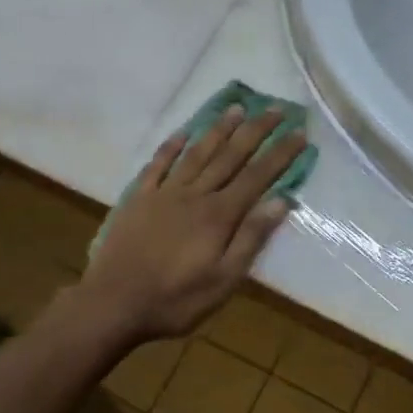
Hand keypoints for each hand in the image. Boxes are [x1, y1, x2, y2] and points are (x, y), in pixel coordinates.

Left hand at [78, 106, 304, 342]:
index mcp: (218, 215)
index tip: (299, 133)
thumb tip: (281, 201)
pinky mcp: (138, 200)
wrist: (112, 304)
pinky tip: (183, 133)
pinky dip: (171, 147)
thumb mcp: (224, 280)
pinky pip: (157, 165)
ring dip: (218, 129)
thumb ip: (251, 238)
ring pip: (197, 153)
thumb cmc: (175, 299)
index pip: (257, 177)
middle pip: (230, 156)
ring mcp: (164, 194)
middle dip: (255, 131)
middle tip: (275, 109)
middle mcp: (194, 195)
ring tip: (236, 108)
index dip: (279, 154)